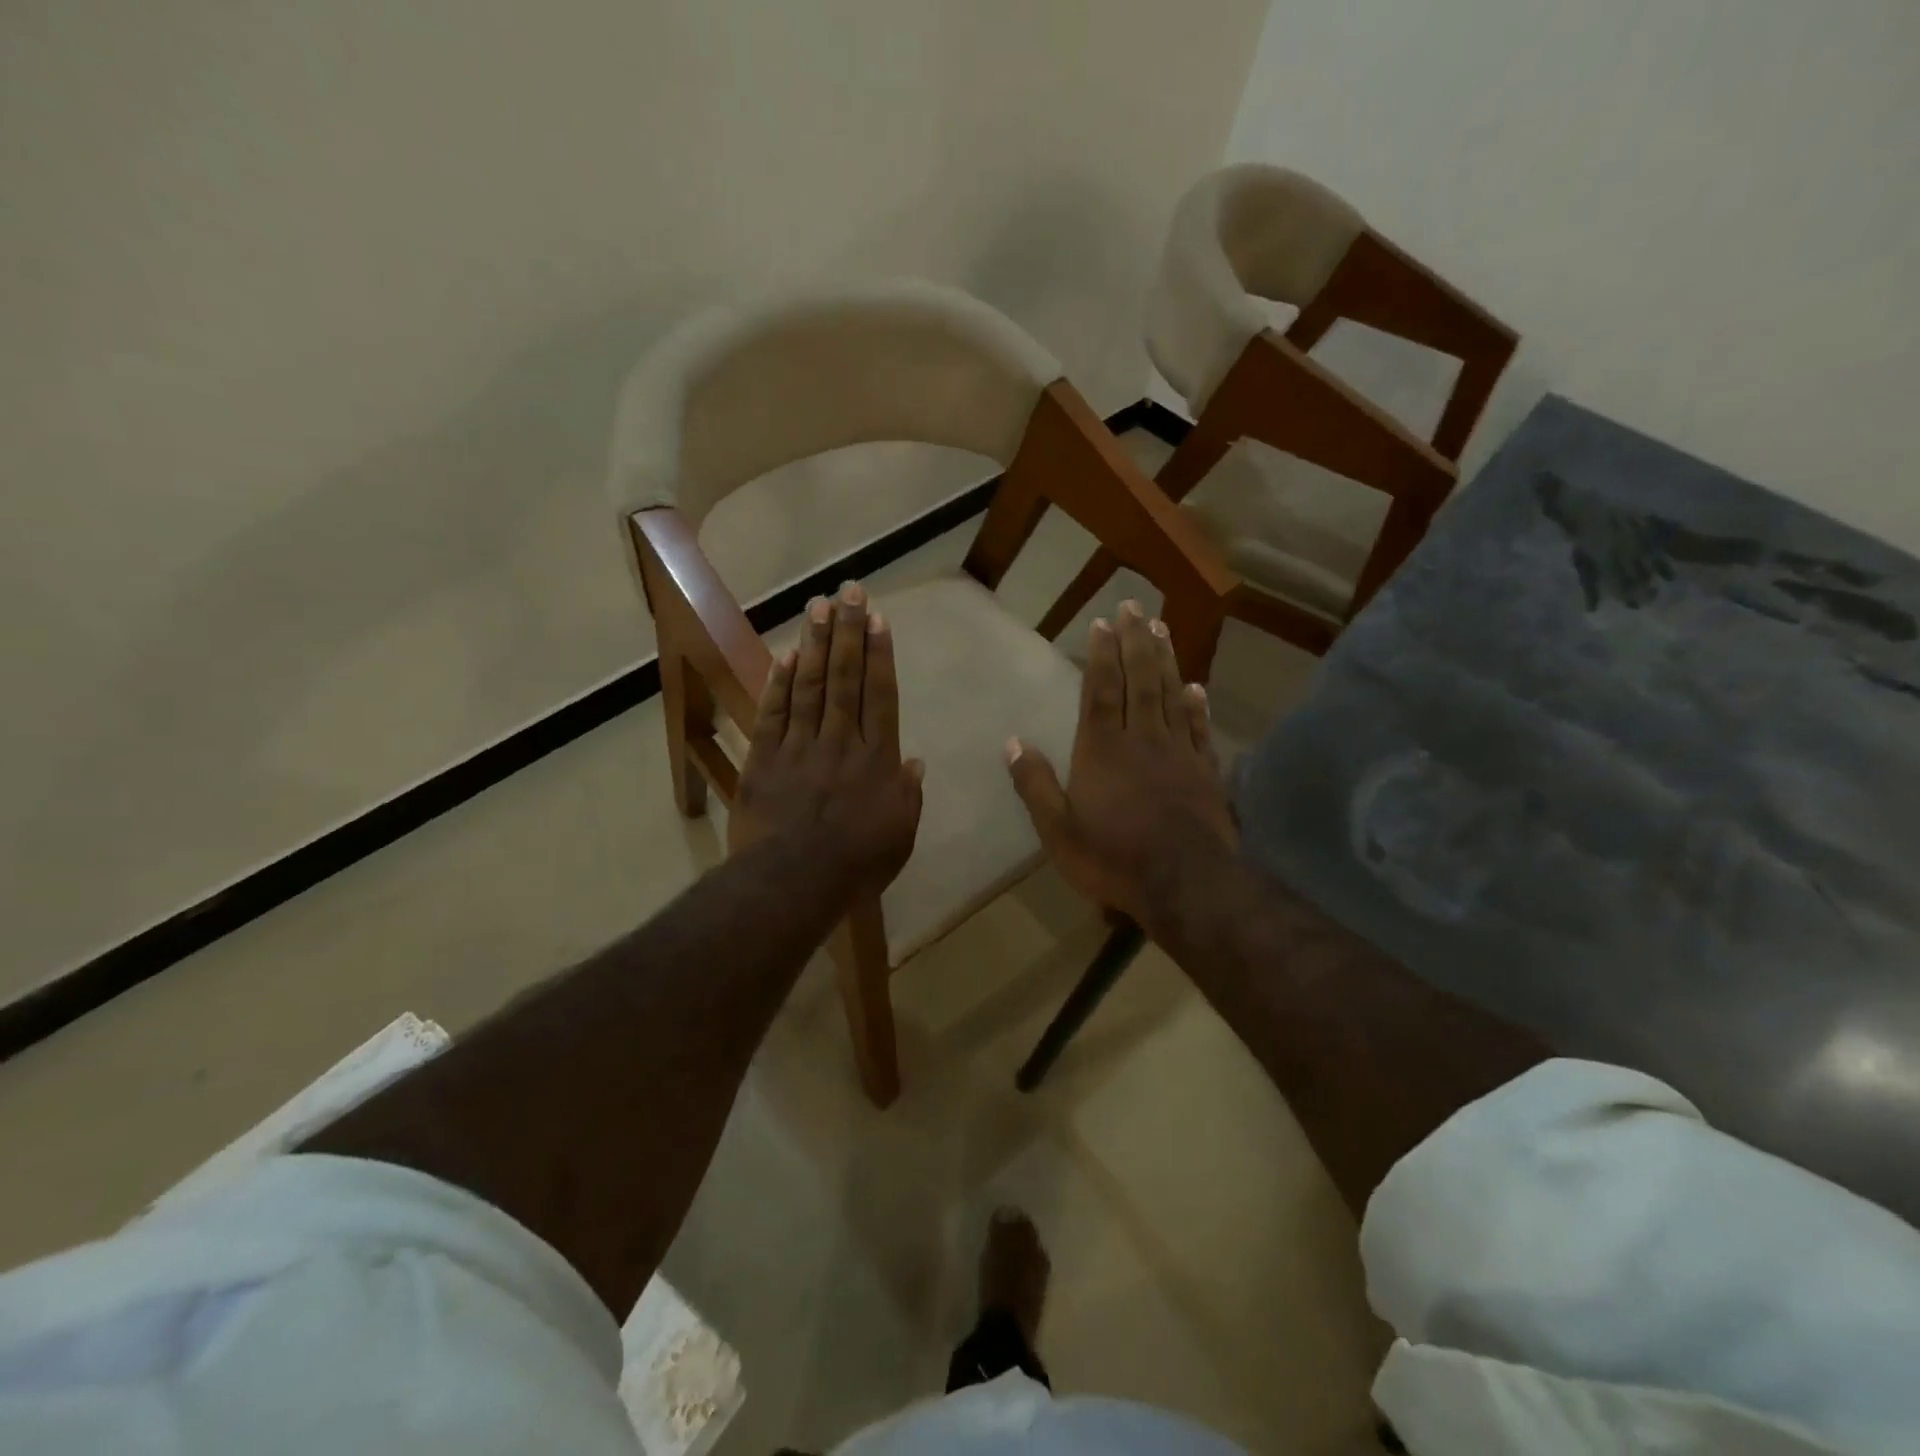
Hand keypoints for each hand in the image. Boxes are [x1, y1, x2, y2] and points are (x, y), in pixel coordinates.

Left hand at [730, 582, 923, 895]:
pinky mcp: (765, 759)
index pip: (880, 695)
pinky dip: (779, 684)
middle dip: (848, 632)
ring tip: (818, 606)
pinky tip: (786, 654)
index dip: (879, 654)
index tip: (877, 619)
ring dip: (815, 644)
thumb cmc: (856, 865)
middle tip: (848, 591)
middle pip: (845, 678)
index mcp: (876, 759)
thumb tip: (915, 762)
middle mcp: (840, 741)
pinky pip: (774, 714)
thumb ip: (908, 796)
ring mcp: (800, 747)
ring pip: (810, 686)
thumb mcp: (900, 836)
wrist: (792, 882)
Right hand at [1005, 601, 1235, 936]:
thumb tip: (1013, 743)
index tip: (1103, 623)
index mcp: (1102, 749)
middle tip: (1135, 607)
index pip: (1100, 690)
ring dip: (1165, 660)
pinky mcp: (1205, 772)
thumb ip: (1035, 784)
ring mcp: (1178, 752)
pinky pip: (1200, 729)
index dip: (1101, 655)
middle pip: (1139, 680)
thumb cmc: (1112, 857)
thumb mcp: (1057, 829)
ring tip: (1163, 628)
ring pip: (1170, 695)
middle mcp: (1141, 739)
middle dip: (1135, 641)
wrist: (1184, 882)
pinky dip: (1198, 705)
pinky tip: (1196, 686)